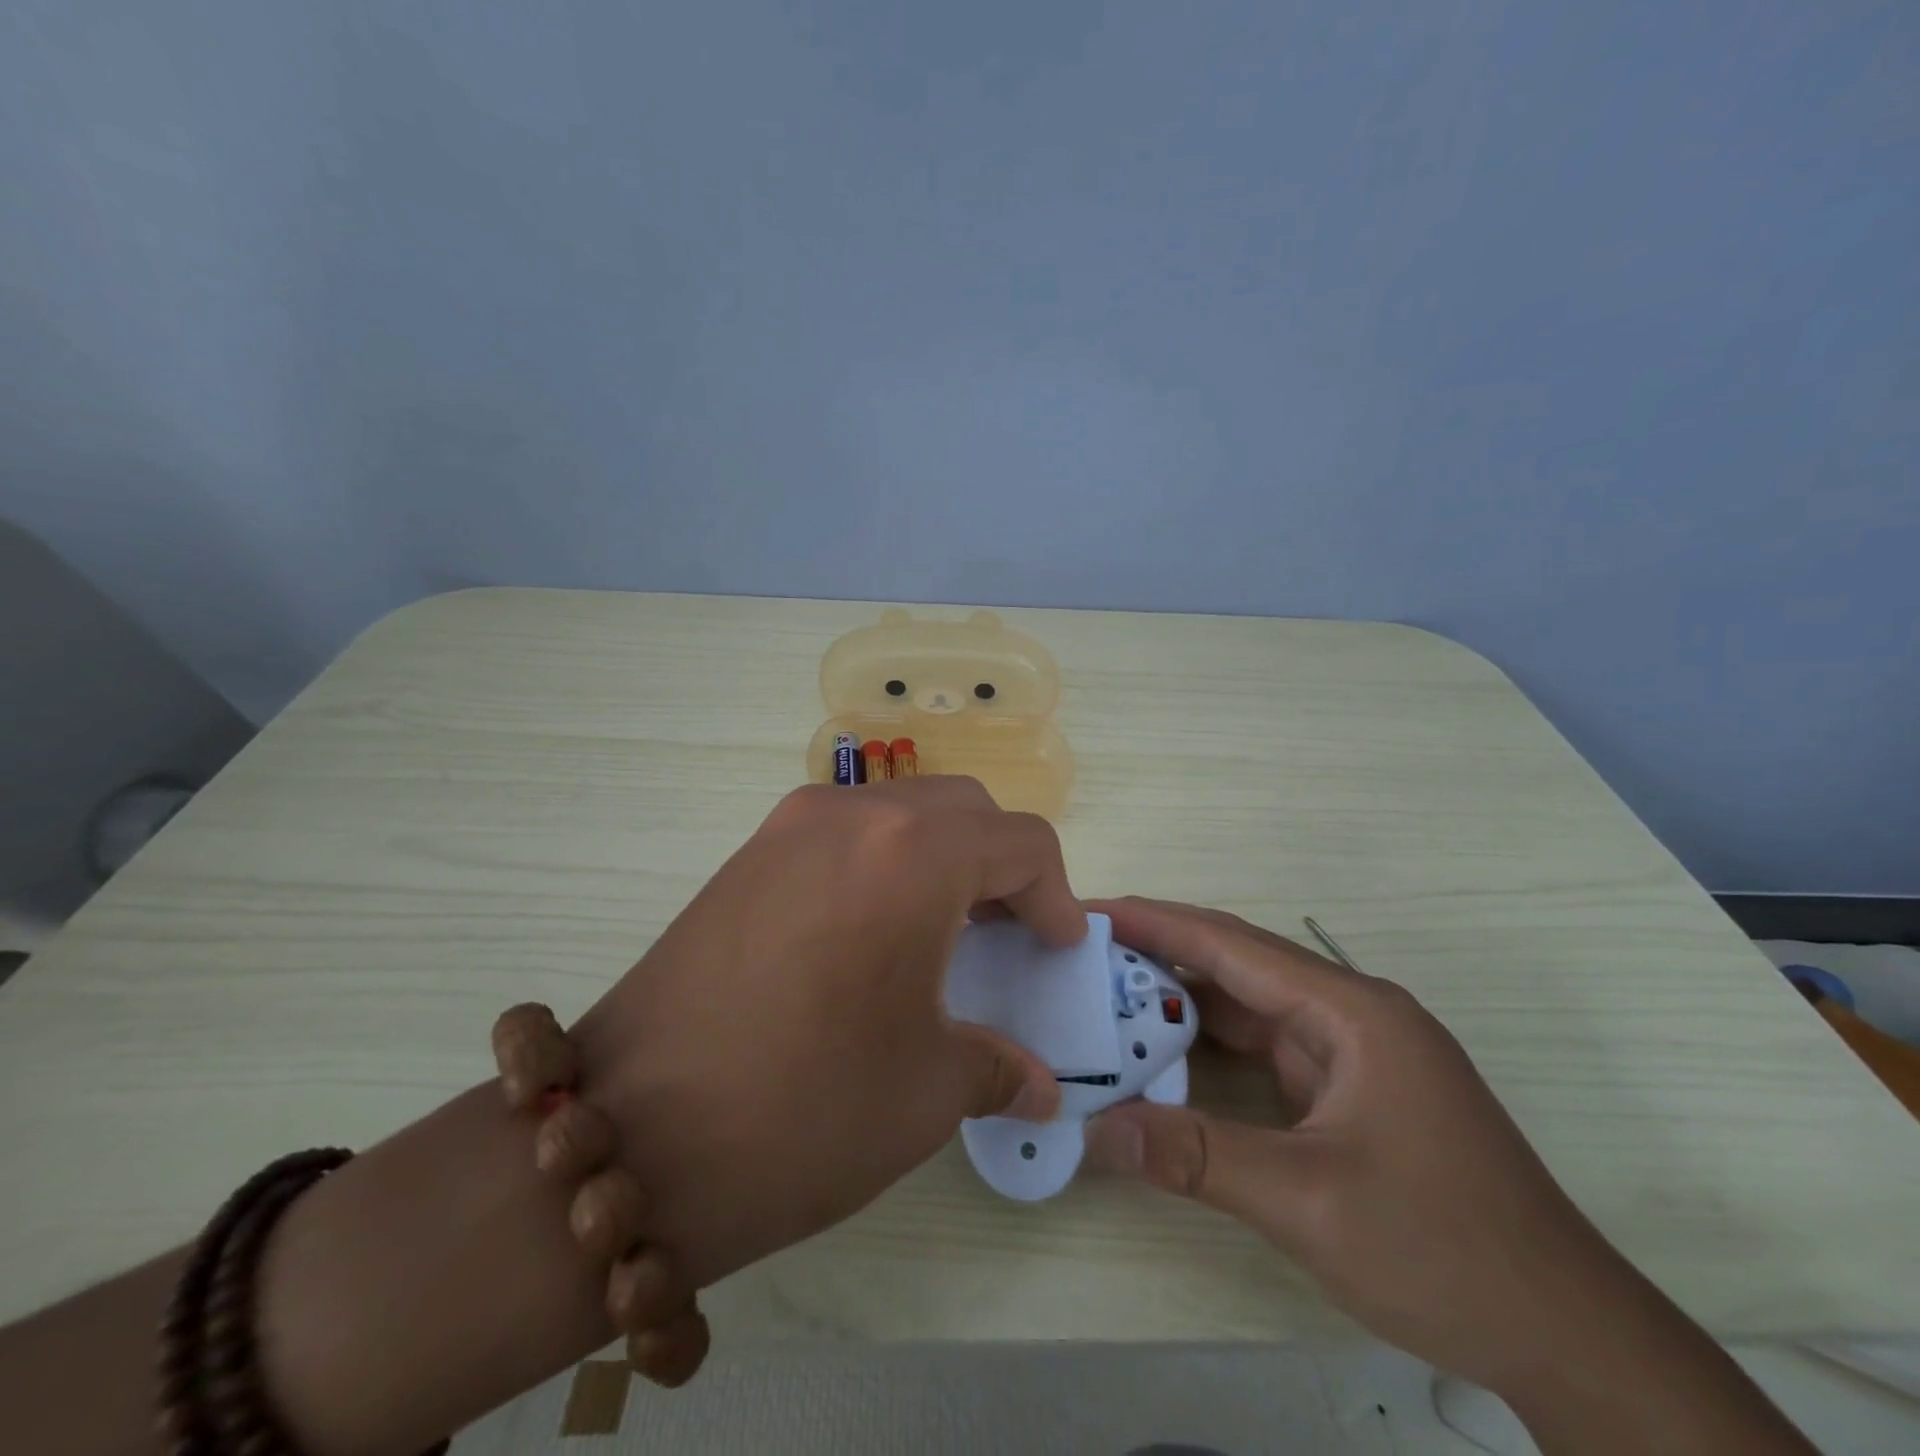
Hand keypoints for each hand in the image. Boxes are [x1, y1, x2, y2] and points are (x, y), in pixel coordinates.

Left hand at [571, 777, 1081, 1288]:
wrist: (627, 1135)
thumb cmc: (805, 1108)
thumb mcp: (925, 1091)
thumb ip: (997, 1066)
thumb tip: (1037, 1083)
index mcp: (915, 854)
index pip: (1021, 842)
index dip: (1055, 895)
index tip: (1058, 946)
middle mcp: (854, 815)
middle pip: (963, 809)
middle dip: (1002, 862)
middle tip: (1007, 930)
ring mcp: (791, 825)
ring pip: (901, 809)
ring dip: (942, 854)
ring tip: (944, 928)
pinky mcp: (749, 851)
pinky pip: (846, 831)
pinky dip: (885, 860)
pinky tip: (874, 930)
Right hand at [1080, 897, 1624, 1389]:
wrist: (1568, 1337)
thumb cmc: (1443, 1249)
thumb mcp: (1306, 1201)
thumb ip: (1194, 1156)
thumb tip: (1096, 1133)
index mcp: (1351, 1011)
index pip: (1233, 945)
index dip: (1158, 921)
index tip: (1092, 908)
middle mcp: (1351, 1014)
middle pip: (1239, 966)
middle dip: (1162, 951)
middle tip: (1085, 947)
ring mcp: (1352, 1053)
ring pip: (1250, 1007)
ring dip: (1184, 1000)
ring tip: (1109, 992)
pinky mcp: (1349, 1090)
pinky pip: (1265, 1048)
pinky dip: (1212, 1045)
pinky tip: (1167, 1050)